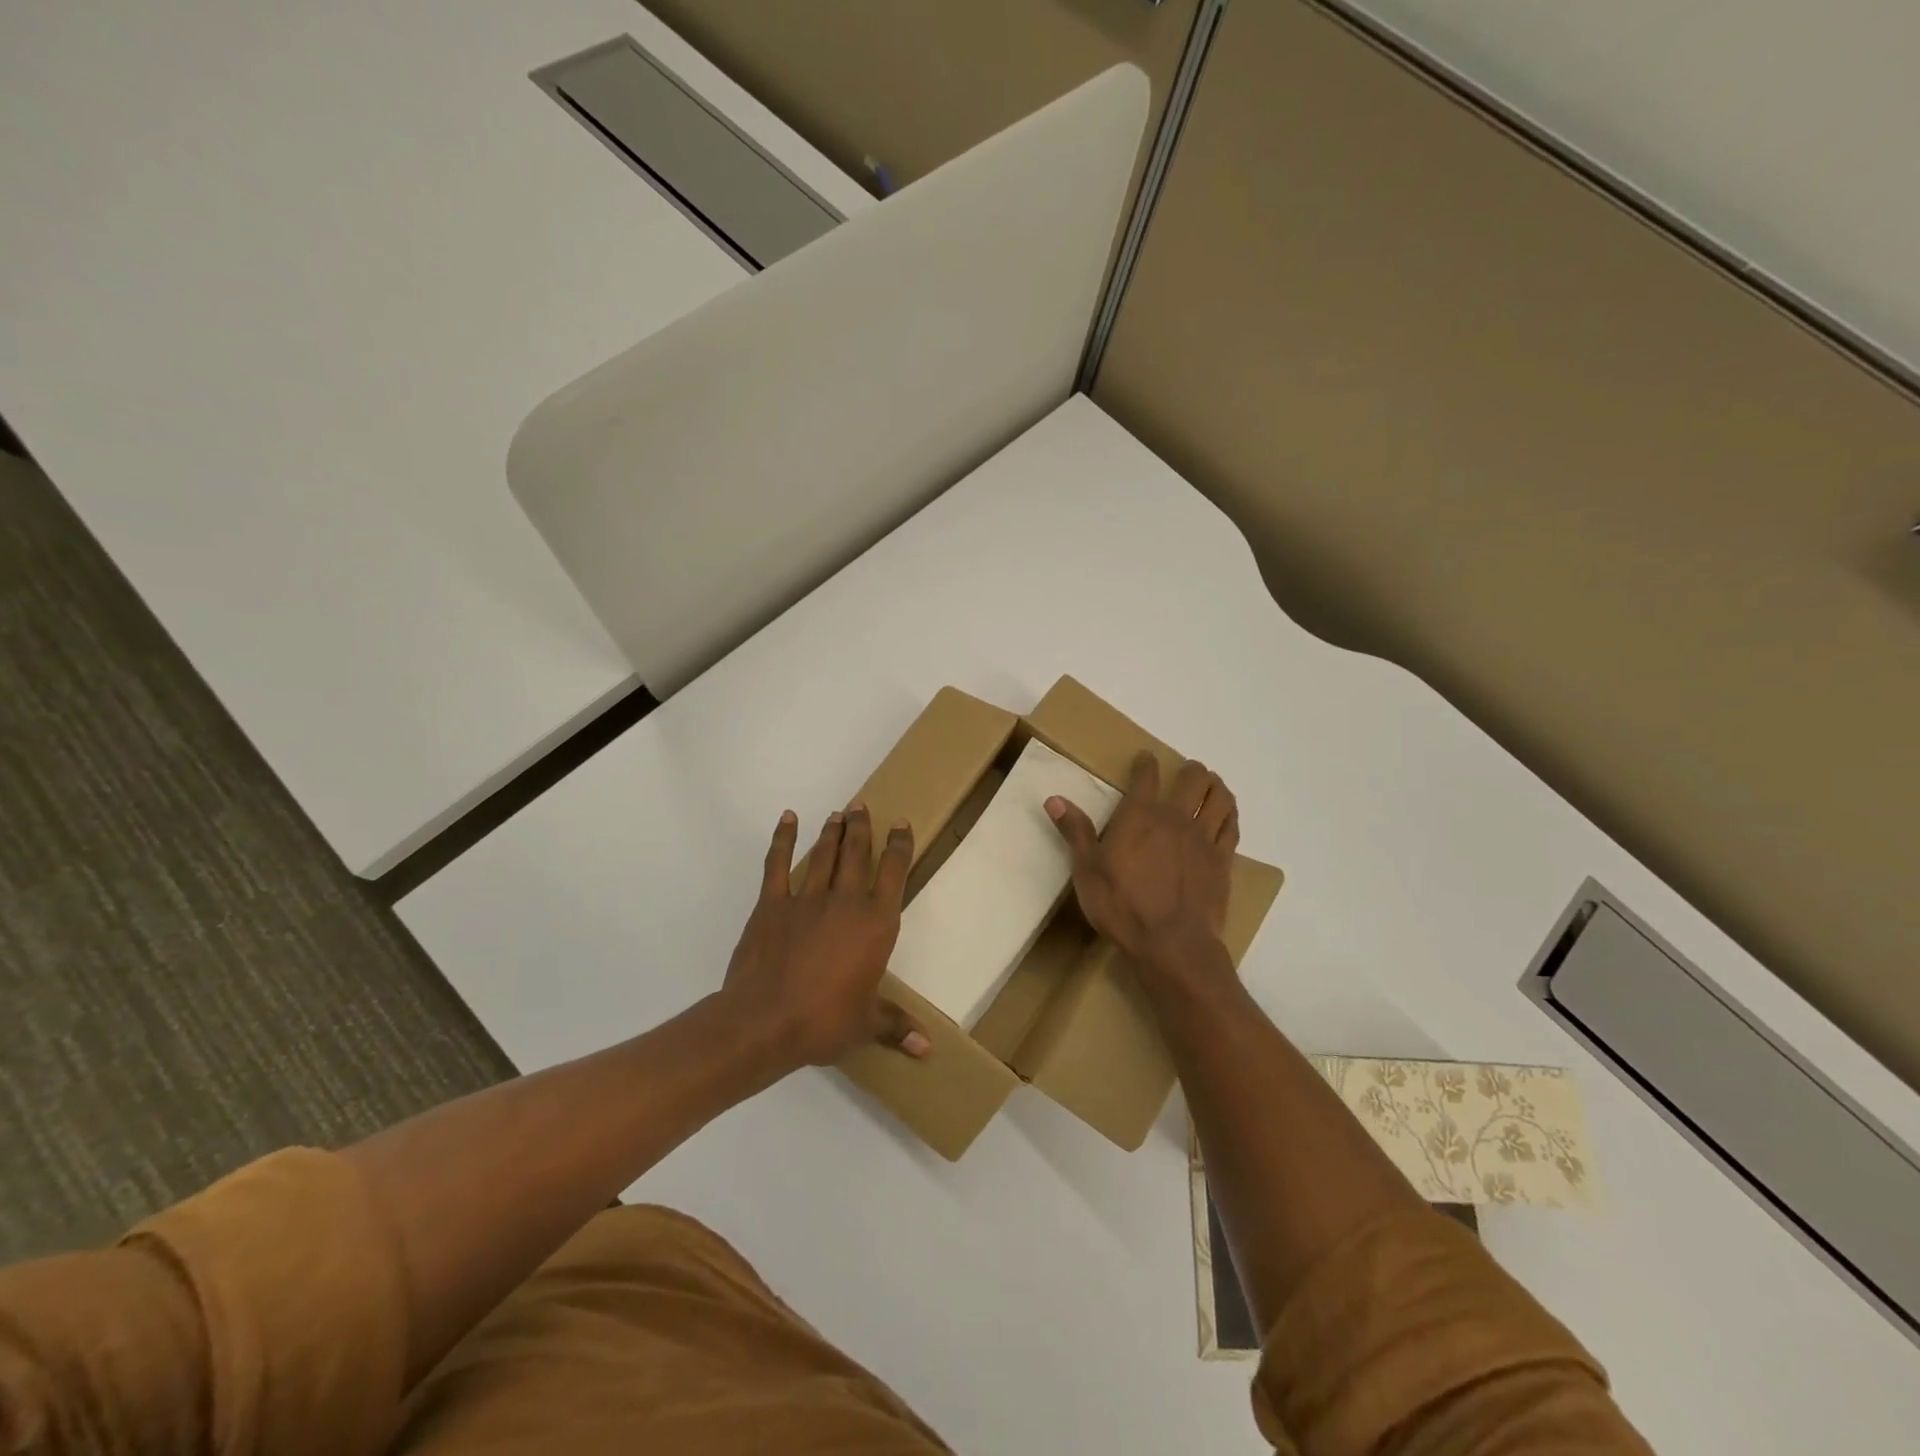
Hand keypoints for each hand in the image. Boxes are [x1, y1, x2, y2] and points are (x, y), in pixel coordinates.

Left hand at [719, 804, 929, 1073]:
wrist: (764, 1021)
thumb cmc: (824, 1021)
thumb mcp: (866, 1025)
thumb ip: (896, 1027)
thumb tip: (928, 1049)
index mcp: (875, 924)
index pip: (893, 874)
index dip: (899, 846)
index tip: (901, 824)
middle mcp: (846, 902)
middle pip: (856, 853)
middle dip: (862, 828)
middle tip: (862, 806)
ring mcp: (807, 899)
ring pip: (824, 855)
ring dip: (832, 832)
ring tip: (838, 814)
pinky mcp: (772, 904)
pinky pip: (778, 864)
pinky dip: (783, 840)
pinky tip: (788, 820)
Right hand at [1045, 752, 1237, 973]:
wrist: (1171, 944)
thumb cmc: (1122, 906)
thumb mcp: (1087, 870)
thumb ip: (1075, 832)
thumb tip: (1054, 799)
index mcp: (1140, 816)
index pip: (1146, 776)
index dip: (1146, 763)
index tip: (1145, 758)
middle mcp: (1175, 818)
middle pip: (1192, 779)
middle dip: (1189, 770)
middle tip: (1185, 770)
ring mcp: (1203, 838)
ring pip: (1218, 797)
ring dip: (1215, 785)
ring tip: (1210, 784)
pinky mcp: (1223, 861)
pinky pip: (1232, 826)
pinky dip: (1230, 813)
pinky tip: (1226, 813)